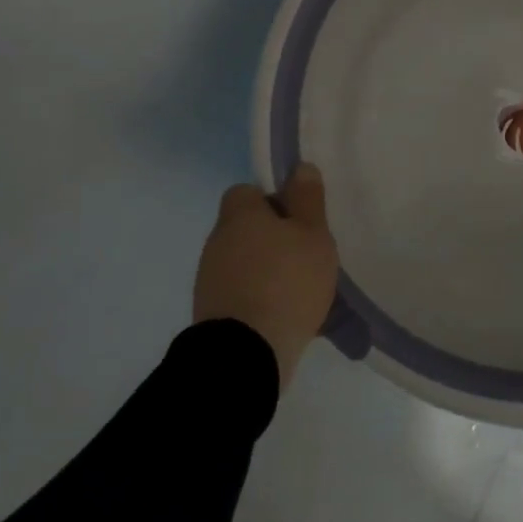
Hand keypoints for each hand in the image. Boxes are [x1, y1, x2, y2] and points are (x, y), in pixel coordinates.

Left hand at [193, 163, 339, 388]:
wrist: (247, 354)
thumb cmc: (287, 281)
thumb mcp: (313, 234)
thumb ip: (307, 199)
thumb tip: (300, 167)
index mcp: (239, 215)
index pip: (246, 192)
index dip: (273, 201)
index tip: (297, 220)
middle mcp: (217, 241)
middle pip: (245, 228)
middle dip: (273, 239)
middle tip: (305, 256)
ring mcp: (209, 280)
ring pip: (243, 262)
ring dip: (266, 271)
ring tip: (300, 291)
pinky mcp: (211, 314)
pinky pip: (240, 294)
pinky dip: (258, 299)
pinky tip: (284, 315)